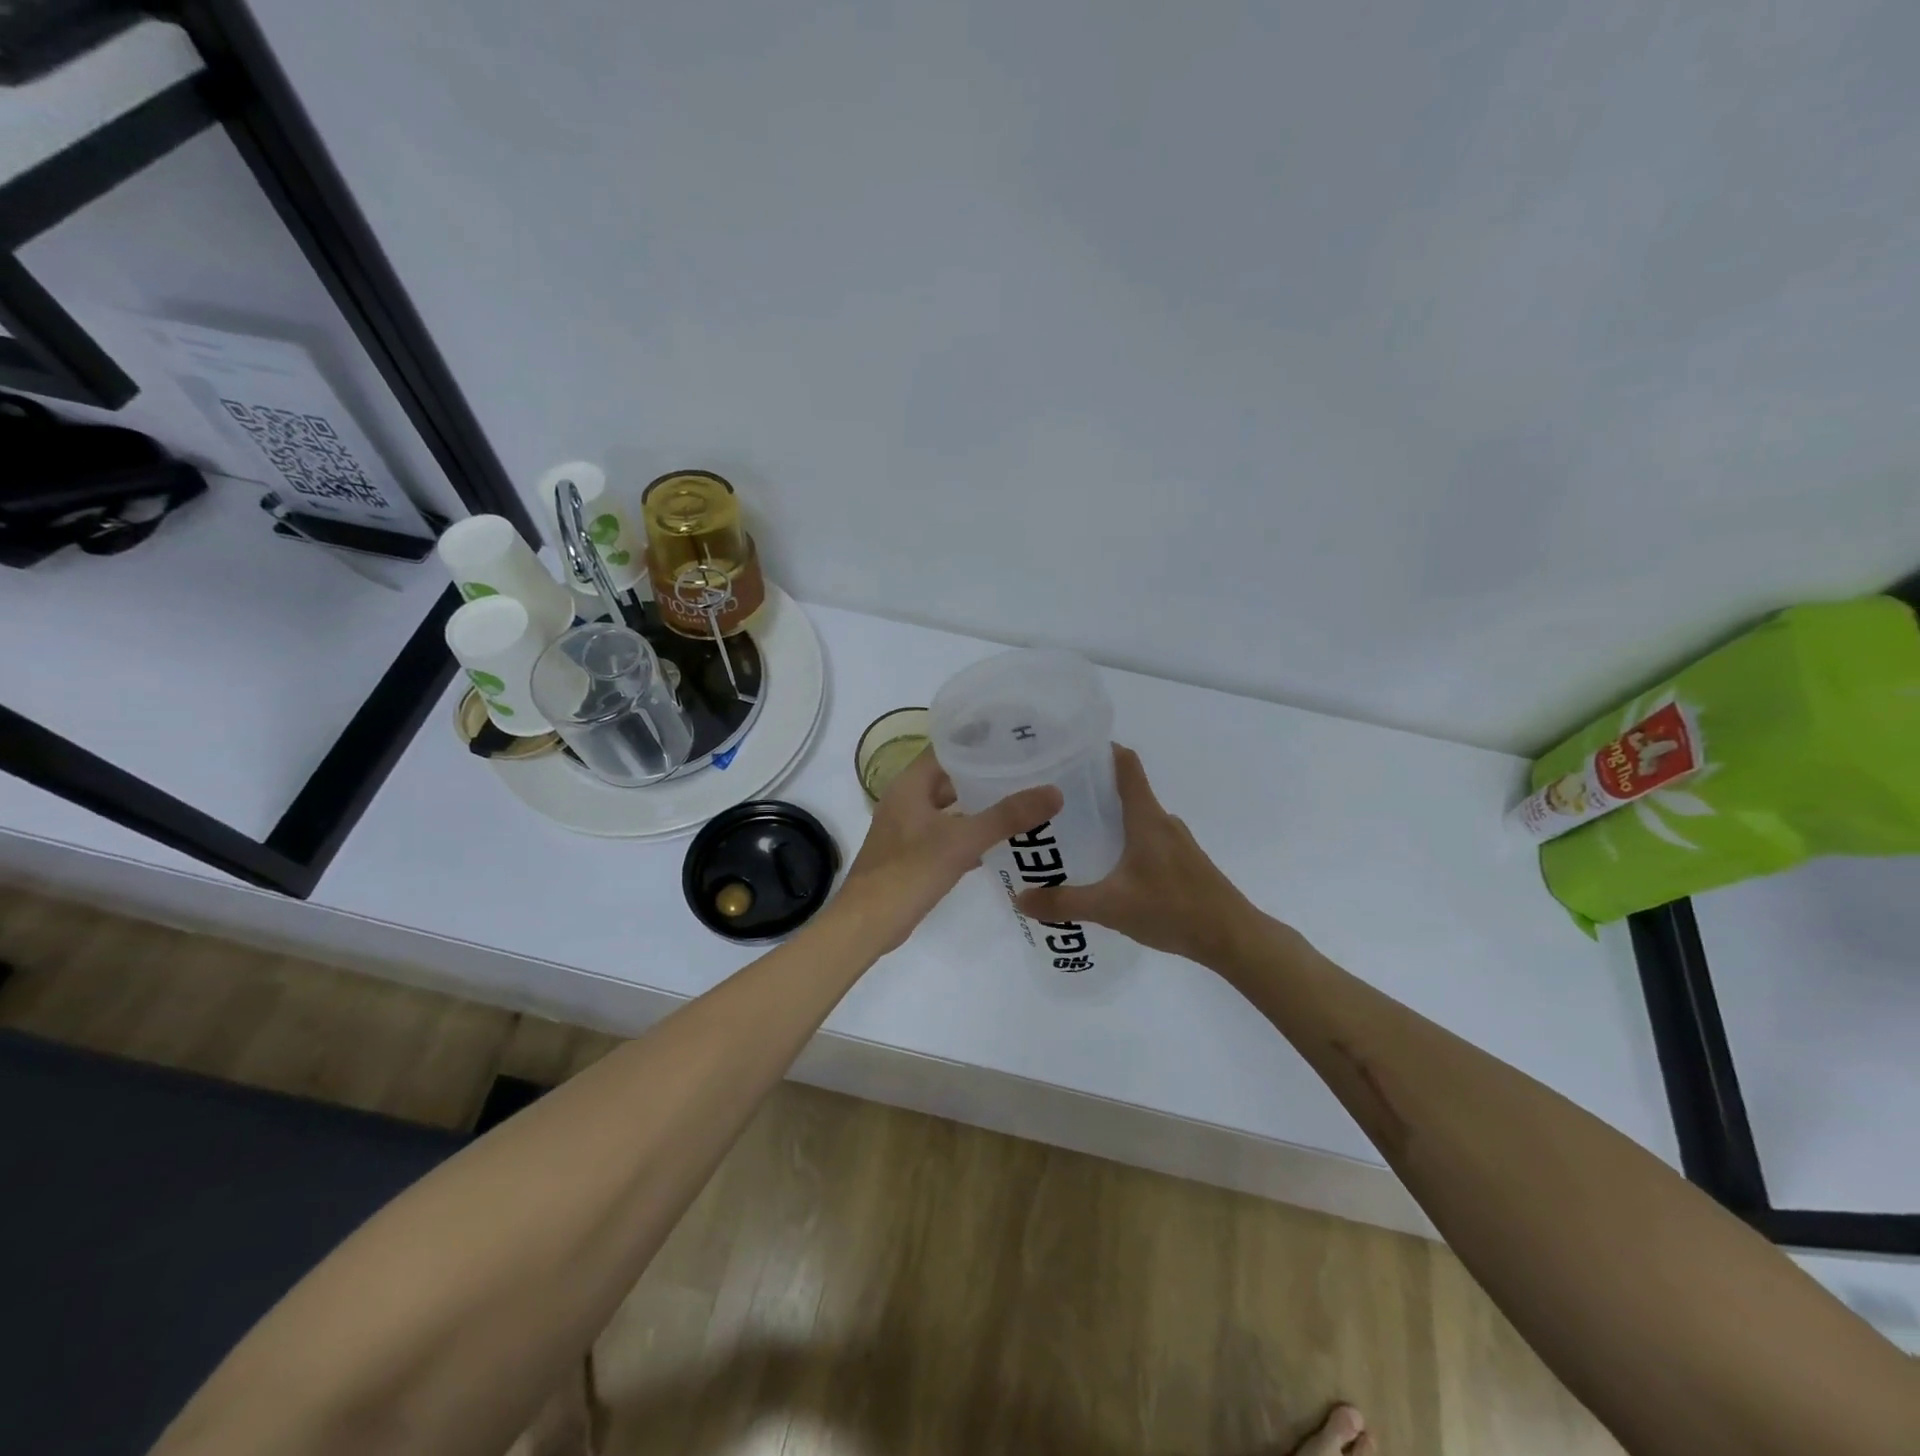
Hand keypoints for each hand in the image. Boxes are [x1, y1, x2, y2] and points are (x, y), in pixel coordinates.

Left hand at [840, 748, 1062, 954]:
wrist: (867, 924)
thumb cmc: (909, 872)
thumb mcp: (962, 841)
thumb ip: (1006, 816)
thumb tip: (1054, 792)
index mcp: (910, 784)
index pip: (947, 747)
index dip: (979, 741)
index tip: (1016, 739)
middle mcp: (906, 799)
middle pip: (950, 777)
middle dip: (985, 775)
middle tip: (1027, 771)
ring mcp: (906, 828)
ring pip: (949, 807)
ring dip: (979, 806)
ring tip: (1020, 802)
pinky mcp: (911, 855)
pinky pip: (946, 834)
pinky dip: (969, 834)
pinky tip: (998, 843)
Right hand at [1014, 746, 1259, 967]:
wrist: (1233, 938)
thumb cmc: (1173, 910)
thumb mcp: (1111, 907)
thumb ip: (1064, 903)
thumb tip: (1020, 899)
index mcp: (1146, 818)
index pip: (1126, 764)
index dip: (1100, 750)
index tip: (1068, 751)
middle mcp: (1162, 821)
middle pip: (1125, 790)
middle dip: (1090, 790)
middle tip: (1052, 800)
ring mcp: (1176, 842)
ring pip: (1135, 818)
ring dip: (1107, 819)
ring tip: (1072, 834)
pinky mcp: (1182, 862)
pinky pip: (1146, 839)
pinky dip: (1123, 842)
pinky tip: (1106, 868)